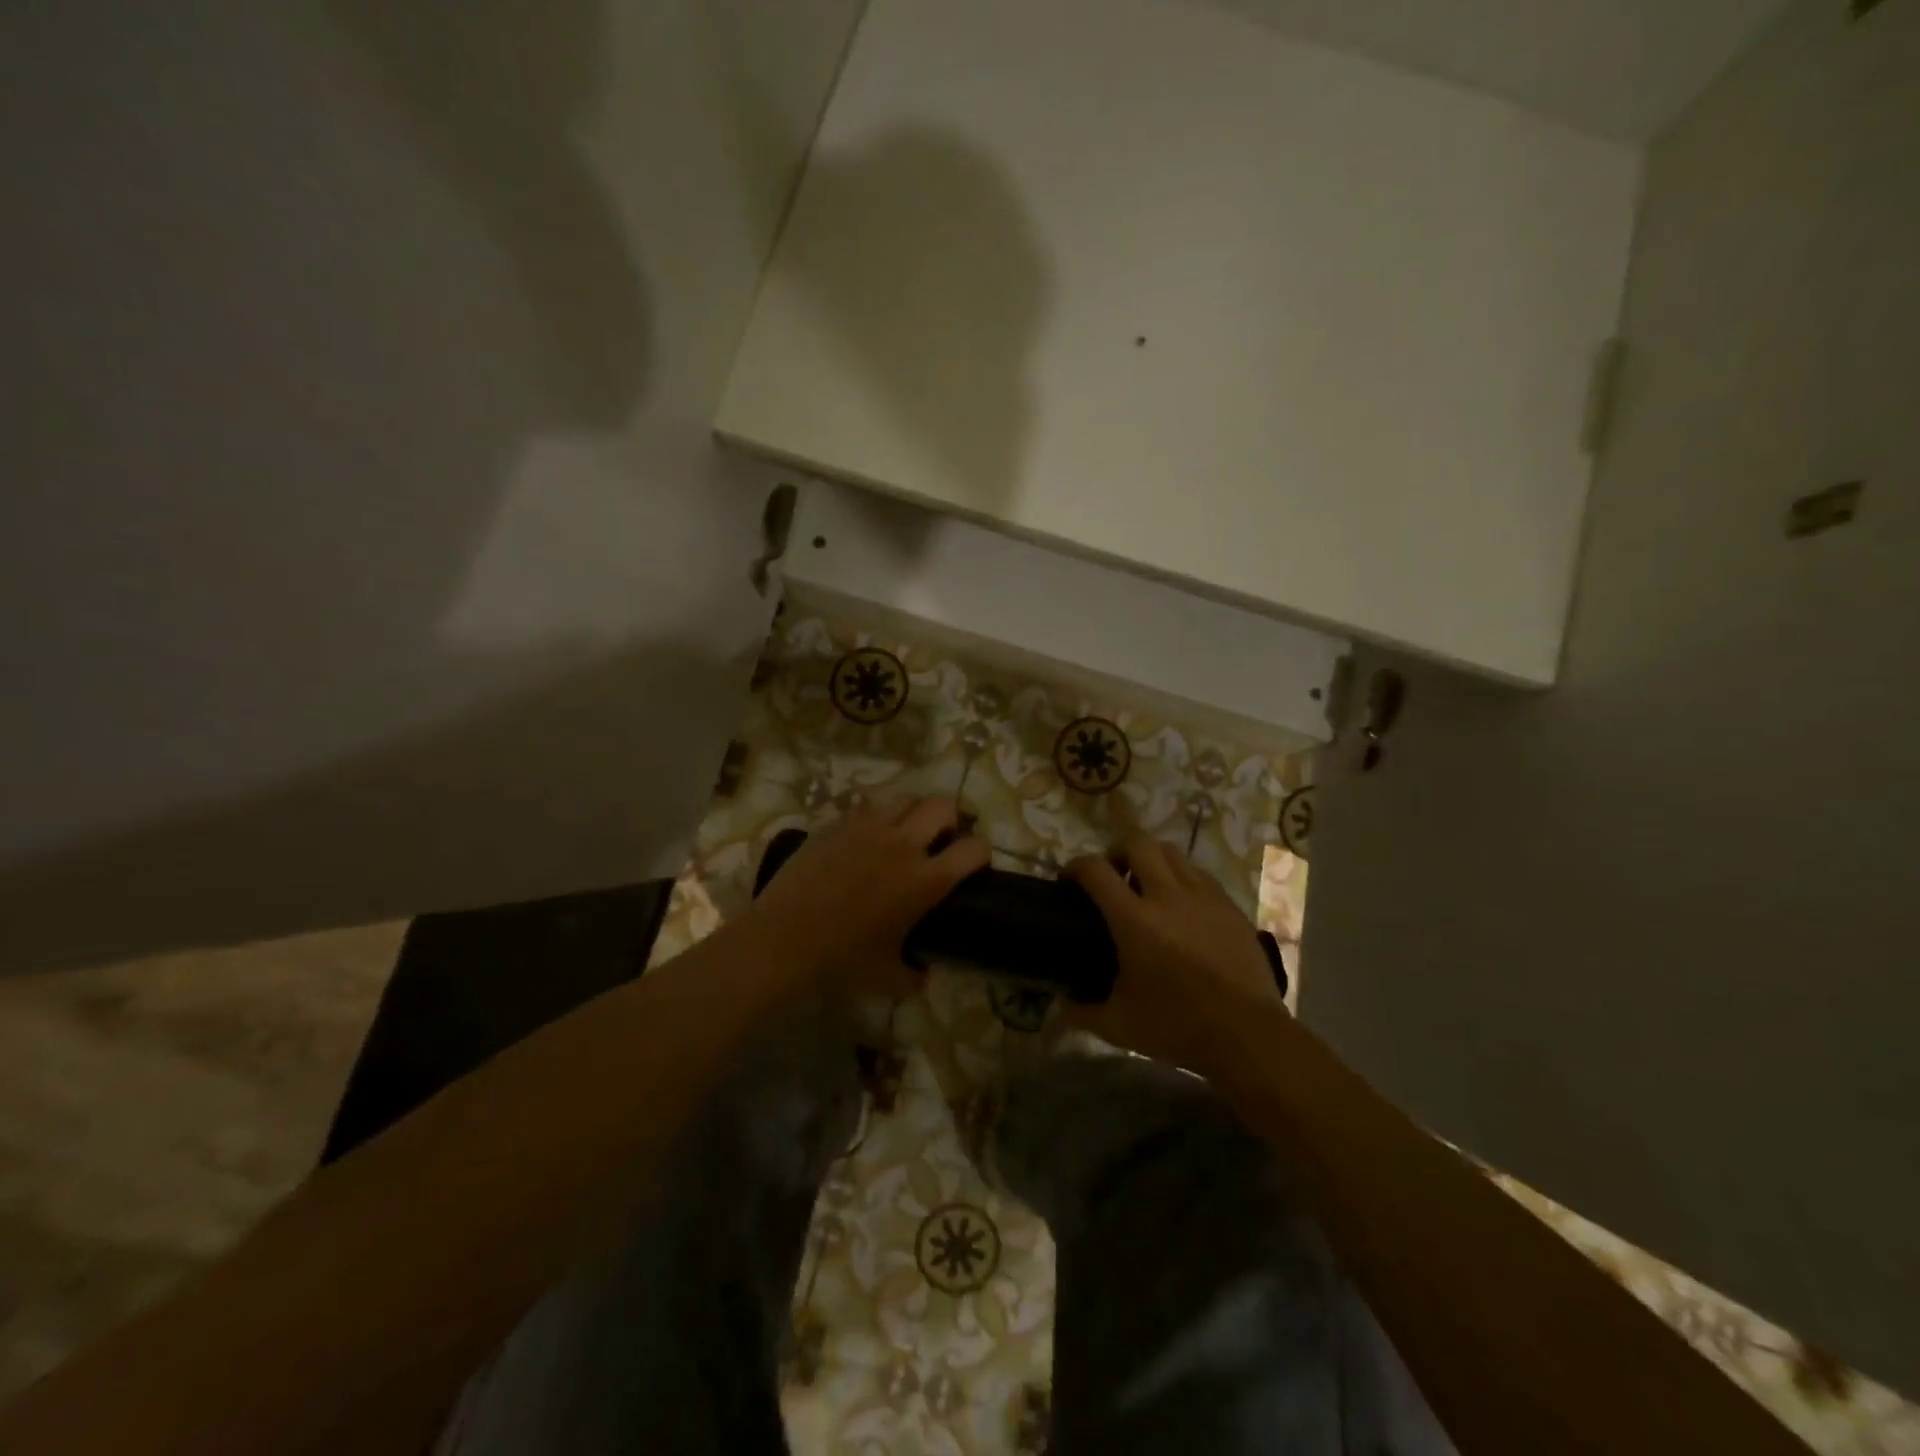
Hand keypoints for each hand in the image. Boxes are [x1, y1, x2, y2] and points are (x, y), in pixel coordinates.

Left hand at [742, 797, 990, 996]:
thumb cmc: (840, 962)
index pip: (973, 850)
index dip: (982, 854)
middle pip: (944, 807)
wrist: (782, 940)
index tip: (976, 865)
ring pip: (906, 798)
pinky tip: (868, 838)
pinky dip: (879, 817)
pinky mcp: (838, 824)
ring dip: (915, 812)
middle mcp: (903, 844)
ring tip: (907, 831)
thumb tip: (924, 974)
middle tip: (944, 839)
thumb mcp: (888, 979)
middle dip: (952, 820)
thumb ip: (914, 975)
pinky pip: (869, 807)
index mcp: (924, 880)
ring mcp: (868, 828)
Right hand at [1065, 831, 1285, 1075]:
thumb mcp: (1119, 1025)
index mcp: (1134, 920)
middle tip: (1111, 876)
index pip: (1095, 870)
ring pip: (1172, 852)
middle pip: (1137, 843)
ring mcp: (1204, 897)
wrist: (1248, 1036)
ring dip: (1151, 860)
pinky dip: (1182, 879)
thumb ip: (1082, 1012)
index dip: (1075, 867)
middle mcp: (1168, 896)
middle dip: (1116, 852)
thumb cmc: (1178, 1027)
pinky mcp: (1230, 907)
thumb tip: (1059, 1008)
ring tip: (1147, 885)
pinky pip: (1200, 875)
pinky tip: (1182, 907)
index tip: (1068, 880)